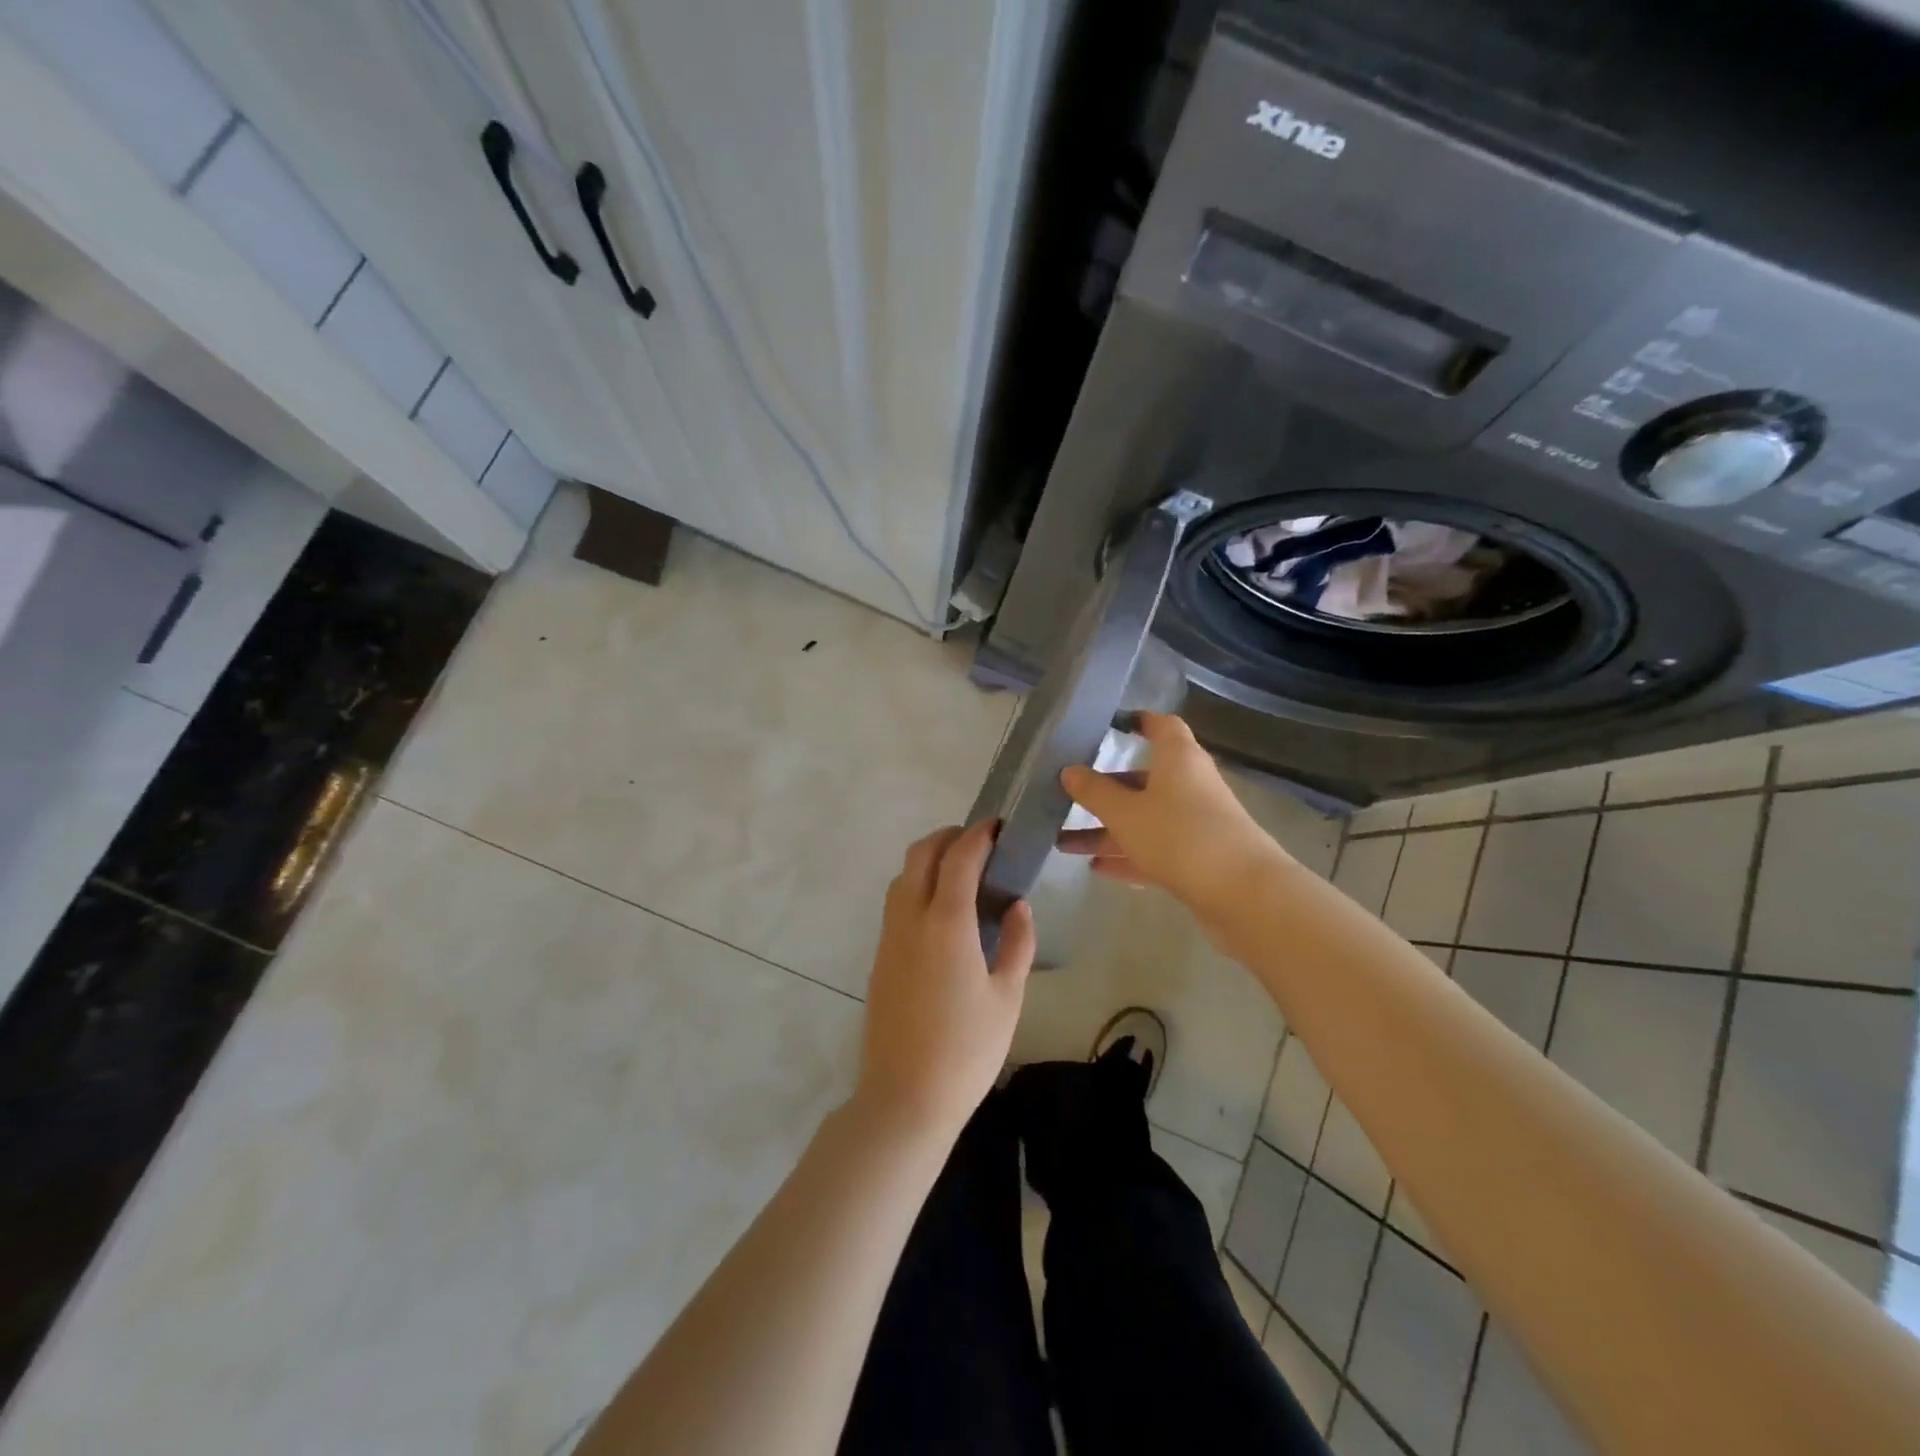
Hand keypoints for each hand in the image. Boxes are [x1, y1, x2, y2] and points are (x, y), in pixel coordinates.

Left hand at [855, 821, 1034, 1142]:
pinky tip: (941, 912)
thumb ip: (1017, 944)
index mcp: (946, 923)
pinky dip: (917, 887)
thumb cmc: (967, 1050)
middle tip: (978, 844)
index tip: (998, 826)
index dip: (979, 835)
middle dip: (948, 837)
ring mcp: (889, 937)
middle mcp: (910, 919)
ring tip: (961, 874)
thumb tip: (1018, 905)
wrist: (905, 1097)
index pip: (959, 858)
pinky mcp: (879, 957)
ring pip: (902, 876)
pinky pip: (895, 903)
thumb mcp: (1007, 997)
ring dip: (928, 860)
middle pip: (920, 854)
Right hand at [1058, 712, 1286, 917]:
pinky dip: (1128, 856)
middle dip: (1105, 790)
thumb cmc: (1179, 835)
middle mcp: (1190, 784)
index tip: (1112, 724)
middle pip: (1143, 779)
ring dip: (1107, 831)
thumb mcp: (1125, 812)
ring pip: (1144, 819)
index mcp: (1178, 759)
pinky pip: (1155, 850)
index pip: (1161, 726)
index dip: (1139, 722)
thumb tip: (1070, 771)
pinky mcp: (1198, 858)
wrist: (1243, 892)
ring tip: (1063, 843)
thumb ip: (1095, 792)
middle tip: (1067, 795)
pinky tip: (1096, 869)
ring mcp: (1196, 823)